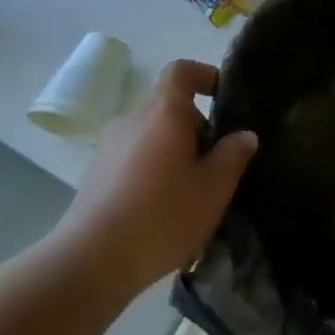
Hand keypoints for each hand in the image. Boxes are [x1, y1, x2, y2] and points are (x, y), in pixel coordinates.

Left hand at [53, 60, 257, 304]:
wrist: (91, 263)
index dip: (205, 75)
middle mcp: (132, 121)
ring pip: (152, 138)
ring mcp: (108, 149)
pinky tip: (164, 212)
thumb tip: (243, 135)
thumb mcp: (214, 187)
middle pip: (169, 109)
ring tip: (194, 193)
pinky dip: (153, 174)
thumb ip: (233, 154)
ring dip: (175, 154)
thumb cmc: (162, 214)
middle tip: (218, 163)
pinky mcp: (95, 178)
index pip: (181, 71)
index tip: (224, 96)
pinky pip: (134, 162)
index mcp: (163, 113)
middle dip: (196, 129)